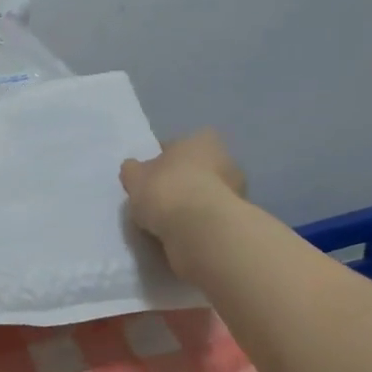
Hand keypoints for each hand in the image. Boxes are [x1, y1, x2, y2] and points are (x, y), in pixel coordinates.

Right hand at [120, 130, 245, 263]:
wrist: (198, 228)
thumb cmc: (166, 189)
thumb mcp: (135, 177)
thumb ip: (133, 170)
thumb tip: (133, 169)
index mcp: (202, 139)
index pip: (176, 146)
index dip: (160, 160)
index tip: (148, 177)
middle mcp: (226, 158)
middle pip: (196, 169)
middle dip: (181, 181)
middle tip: (160, 199)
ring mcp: (236, 189)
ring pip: (206, 193)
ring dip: (192, 204)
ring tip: (169, 221)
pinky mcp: (237, 218)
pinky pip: (210, 216)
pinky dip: (199, 222)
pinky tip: (182, 232)